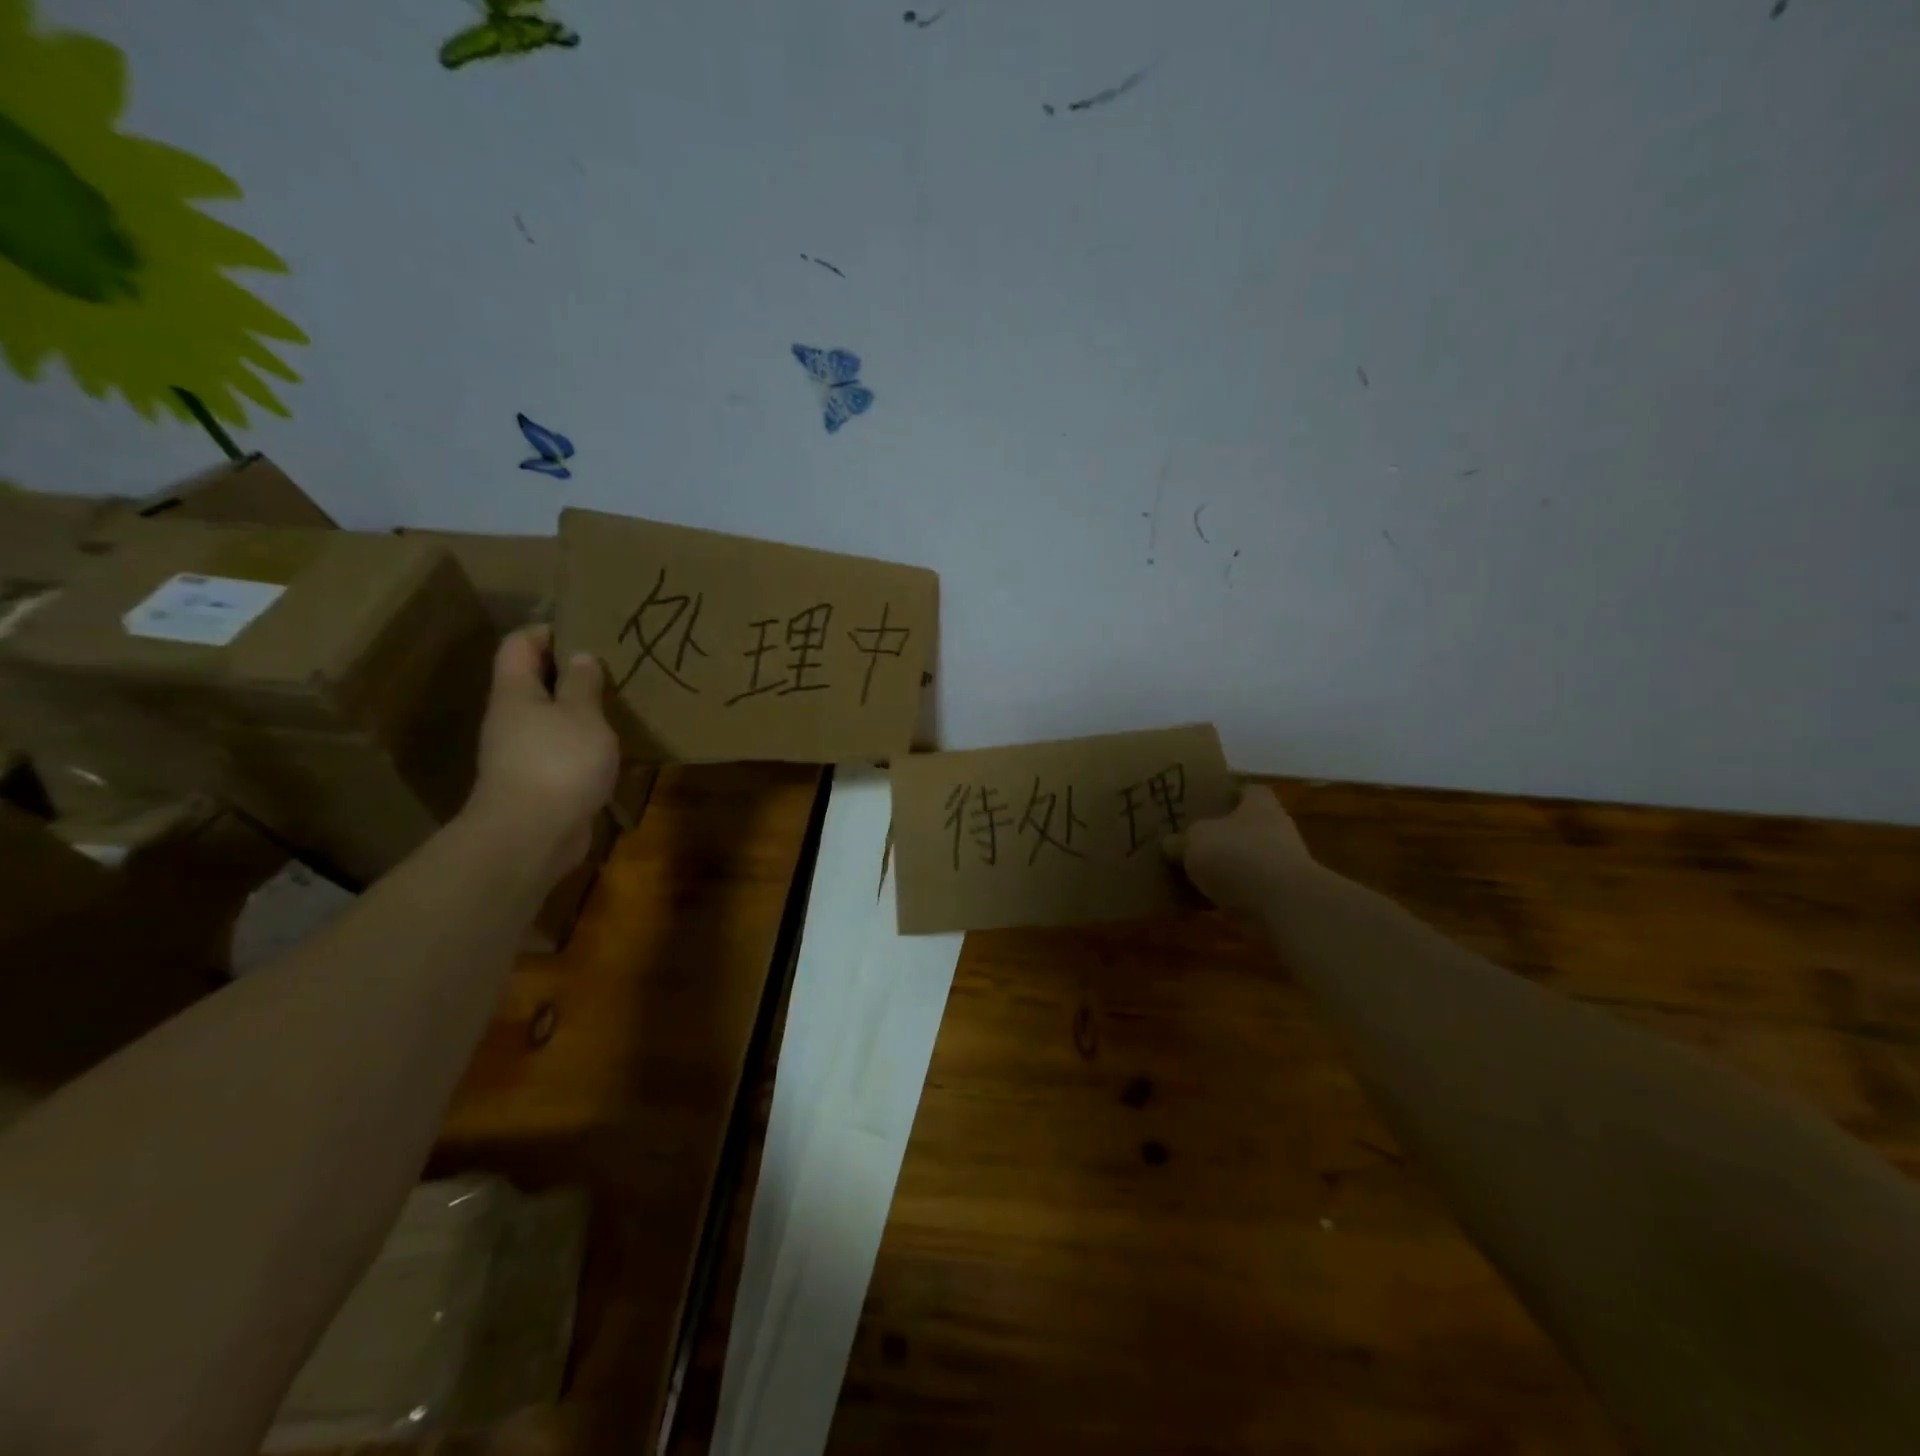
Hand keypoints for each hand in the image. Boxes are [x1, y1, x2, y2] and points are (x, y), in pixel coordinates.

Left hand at [462, 626, 619, 885]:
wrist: (532, 836)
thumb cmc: (558, 763)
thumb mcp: (581, 715)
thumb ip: (582, 684)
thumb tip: (581, 656)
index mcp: (516, 693)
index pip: (520, 645)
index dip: (548, 631)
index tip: (587, 629)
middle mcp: (513, 718)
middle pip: (535, 681)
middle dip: (572, 671)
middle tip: (615, 665)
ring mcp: (523, 753)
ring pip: (552, 718)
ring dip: (582, 710)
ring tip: (622, 702)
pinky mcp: (541, 782)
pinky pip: (564, 750)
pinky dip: (586, 743)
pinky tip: (616, 746)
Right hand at [1164, 783, 1315, 917]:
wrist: (1282, 906)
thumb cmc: (1238, 855)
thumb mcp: (1194, 839)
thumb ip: (1180, 840)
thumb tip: (1170, 844)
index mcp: (1258, 803)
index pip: (1241, 789)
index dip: (1220, 793)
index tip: (1196, 802)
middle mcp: (1273, 828)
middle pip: (1239, 826)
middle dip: (1215, 834)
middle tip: (1182, 838)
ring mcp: (1278, 864)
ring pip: (1239, 860)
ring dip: (1219, 867)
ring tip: (1185, 871)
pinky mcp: (1276, 896)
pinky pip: (1241, 891)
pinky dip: (1223, 895)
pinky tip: (1197, 900)